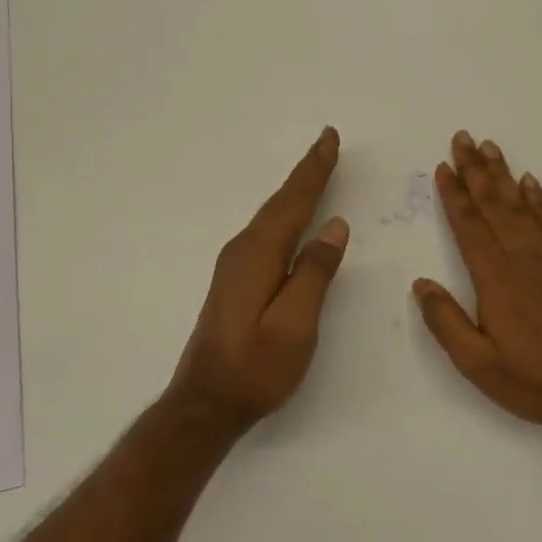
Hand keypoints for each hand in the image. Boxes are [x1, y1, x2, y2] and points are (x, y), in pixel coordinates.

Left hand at [171, 128, 349, 425]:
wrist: (206, 403)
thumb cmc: (256, 367)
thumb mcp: (296, 323)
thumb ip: (316, 272)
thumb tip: (334, 226)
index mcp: (260, 254)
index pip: (294, 202)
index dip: (314, 170)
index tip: (329, 138)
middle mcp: (243, 250)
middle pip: (280, 202)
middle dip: (305, 172)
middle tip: (326, 143)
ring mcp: (235, 264)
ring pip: (271, 215)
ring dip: (294, 190)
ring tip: (315, 169)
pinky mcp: (234, 279)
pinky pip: (266, 231)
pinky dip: (284, 212)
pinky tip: (291, 216)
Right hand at [413, 132, 541, 437]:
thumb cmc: (531, 379)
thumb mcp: (476, 363)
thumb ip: (446, 321)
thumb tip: (420, 284)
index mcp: (495, 278)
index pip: (469, 226)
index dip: (454, 195)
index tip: (443, 167)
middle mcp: (521, 257)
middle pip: (493, 204)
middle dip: (475, 170)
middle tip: (462, 138)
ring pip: (521, 204)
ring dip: (503, 174)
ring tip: (489, 147)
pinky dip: (538, 198)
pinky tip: (529, 181)